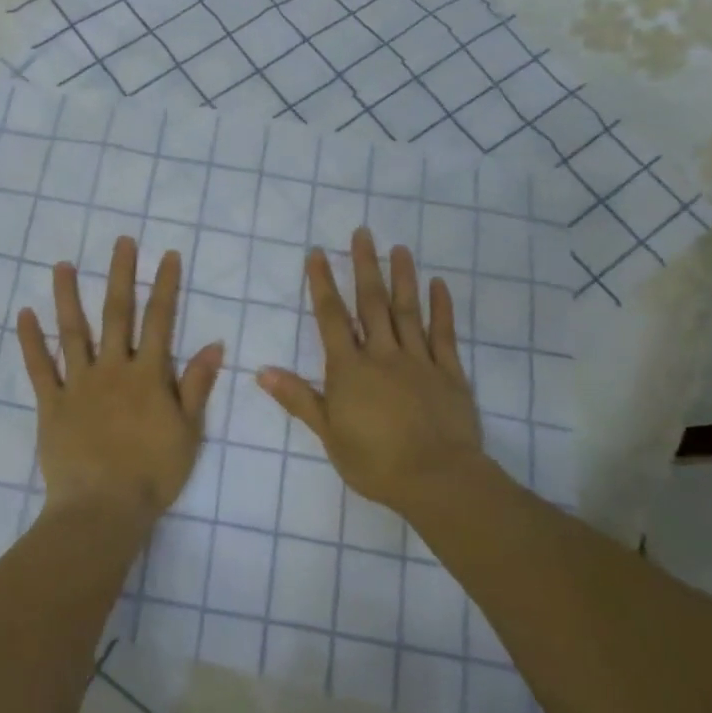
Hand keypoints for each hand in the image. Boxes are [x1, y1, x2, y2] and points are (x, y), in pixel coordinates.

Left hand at [17, 236, 224, 521]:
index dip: (165, 285)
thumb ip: (198, 385)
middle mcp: (113, 368)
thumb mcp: (188, 431)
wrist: (103, 509)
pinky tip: (24, 314)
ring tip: (62, 265)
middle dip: (120, 275)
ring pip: (73, 331)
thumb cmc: (153, 473)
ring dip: (68, 296)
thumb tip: (214, 343)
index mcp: (148, 375)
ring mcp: (79, 383)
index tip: (167, 255)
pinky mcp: (52, 403)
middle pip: (117, 313)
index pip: (160, 320)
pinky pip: (39, 367)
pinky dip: (31, 341)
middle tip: (121, 241)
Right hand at [257, 228, 486, 513]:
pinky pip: (444, 334)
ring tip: (399, 248)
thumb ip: (298, 398)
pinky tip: (439, 284)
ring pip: (408, 311)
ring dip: (402, 277)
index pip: (331, 318)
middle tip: (362, 232)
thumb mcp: (328, 434)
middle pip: (371, 303)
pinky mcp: (449, 372)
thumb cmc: (375, 461)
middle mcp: (382, 354)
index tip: (317, 253)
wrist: (437, 480)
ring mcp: (418, 360)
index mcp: (349, 369)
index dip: (322, 284)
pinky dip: (441, 308)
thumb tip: (262, 371)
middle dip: (364, 266)